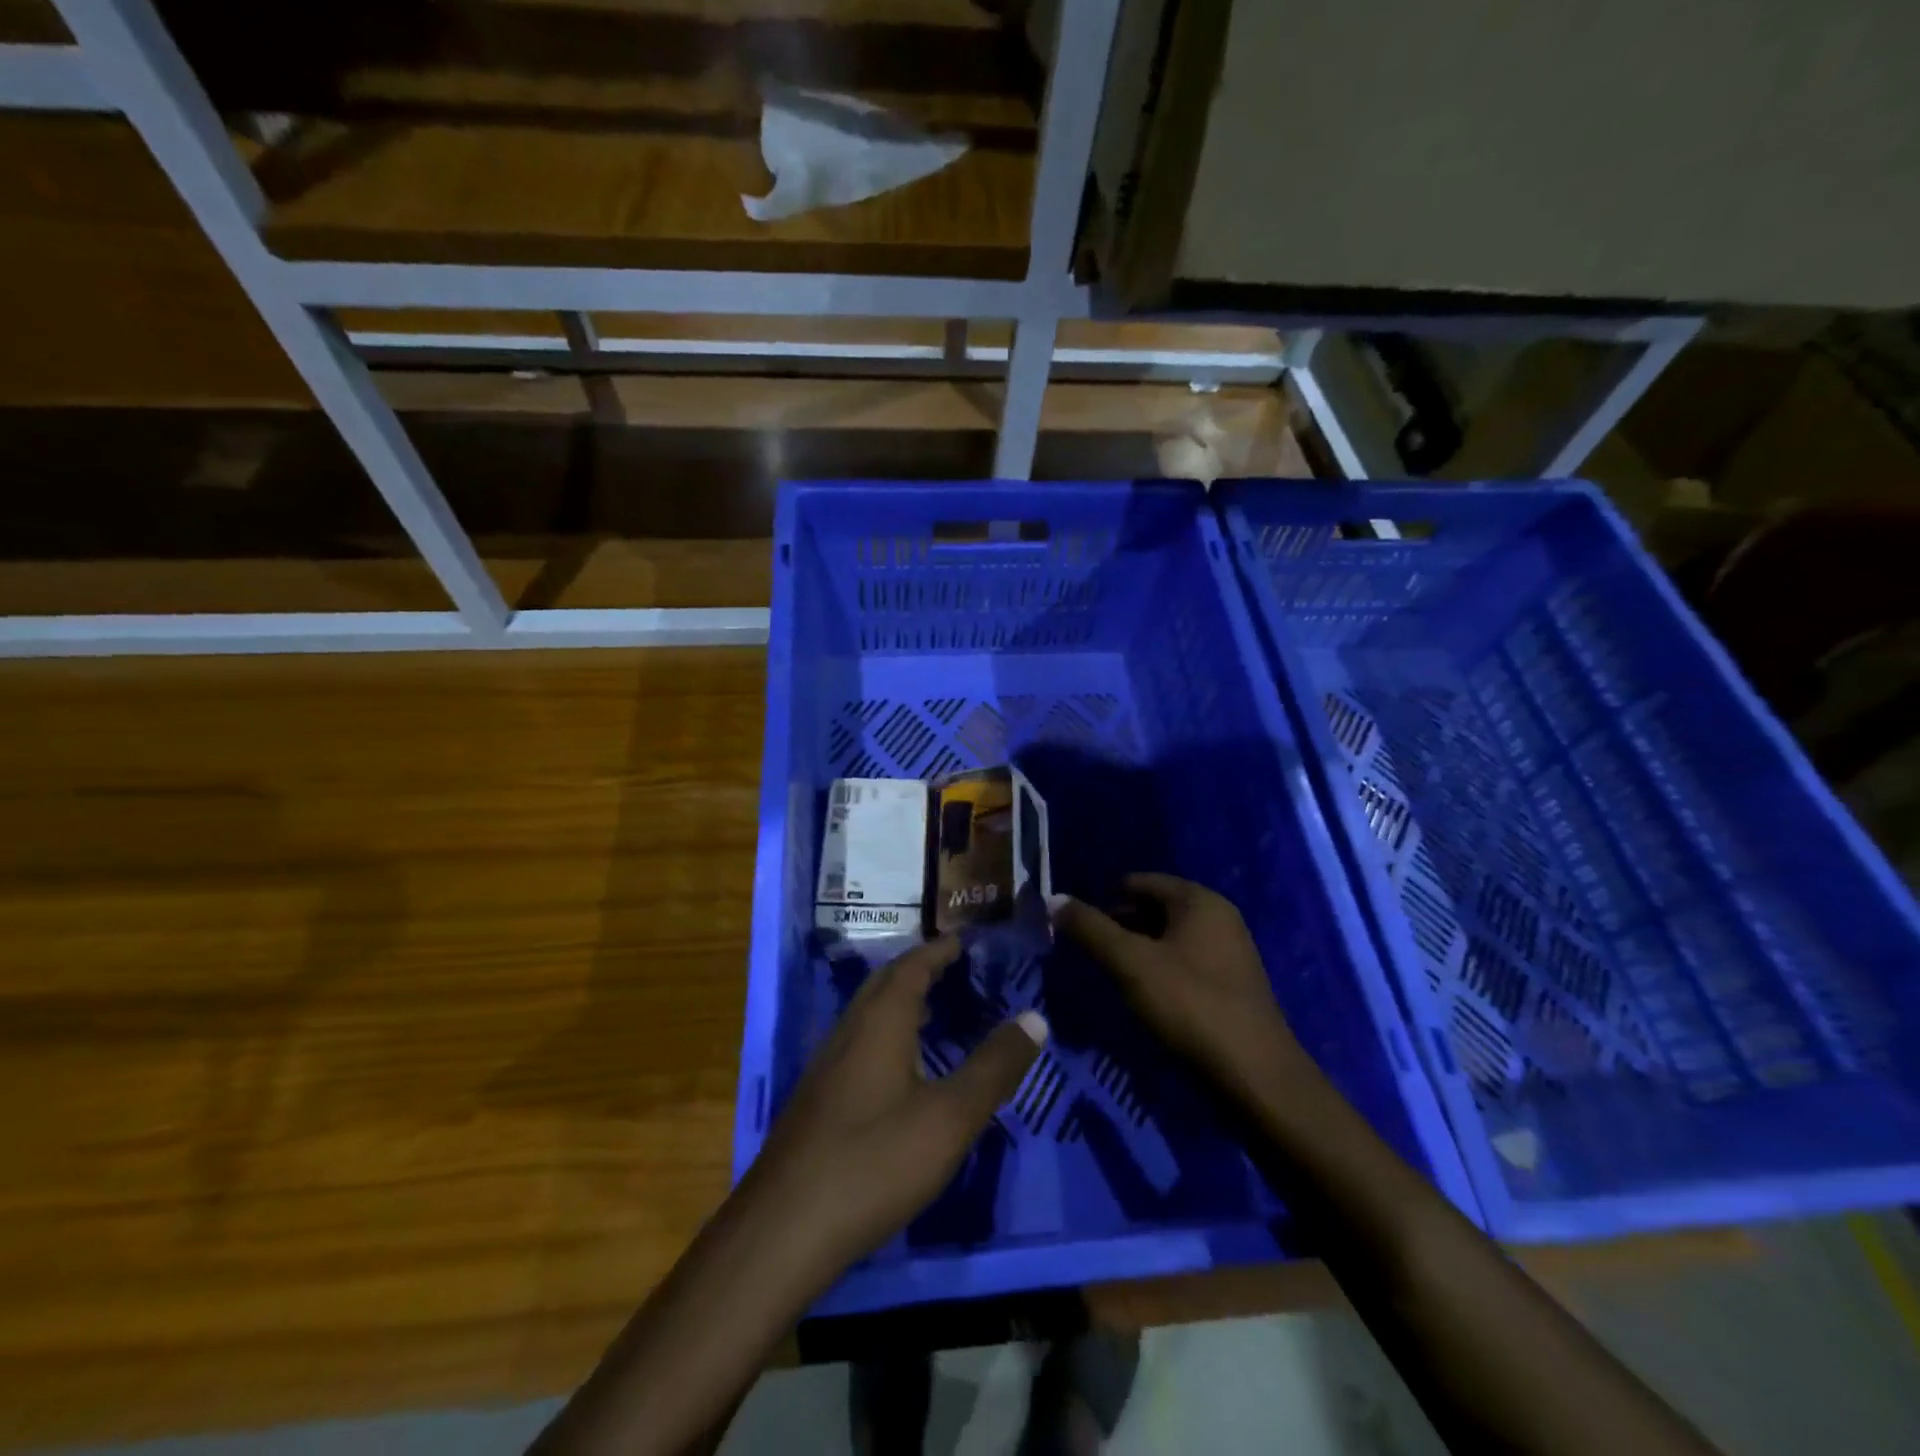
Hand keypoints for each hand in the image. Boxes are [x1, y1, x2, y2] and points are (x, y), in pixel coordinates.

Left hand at [744, 936, 1046, 1277]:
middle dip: (920, 970)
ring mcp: (828, 1065)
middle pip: (886, 983)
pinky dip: (888, 1034)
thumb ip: (994, 1067)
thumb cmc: (875, 1161)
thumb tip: (1036, 1017)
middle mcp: (850, 1030)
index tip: (966, 940)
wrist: (783, 1229)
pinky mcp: (818, 1098)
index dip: (940, 950)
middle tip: (956, 969)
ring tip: (937, 1011)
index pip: (912, 966)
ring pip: (869, 1015)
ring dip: (902, 1002)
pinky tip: (903, 1069)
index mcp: (880, 1021)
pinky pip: (860, 1043)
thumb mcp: (950, 1117)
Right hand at [1051, 874, 1304, 1101]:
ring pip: (1169, 937)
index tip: (1079, 928)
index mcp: (1199, 900)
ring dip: (1139, 950)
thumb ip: (1090, 929)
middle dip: (1120, 925)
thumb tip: (1053, 899)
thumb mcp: (1130, 964)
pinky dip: (1160, 969)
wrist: (1255, 1076)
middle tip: (1091, 953)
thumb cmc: (1190, 1006)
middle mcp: (1219, 916)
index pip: (1139, 881)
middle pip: (1155, 907)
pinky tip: (1145, 996)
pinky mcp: (1232, 983)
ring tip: (1112, 975)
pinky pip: (1185, 961)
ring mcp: (1230, 950)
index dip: (1105, 900)